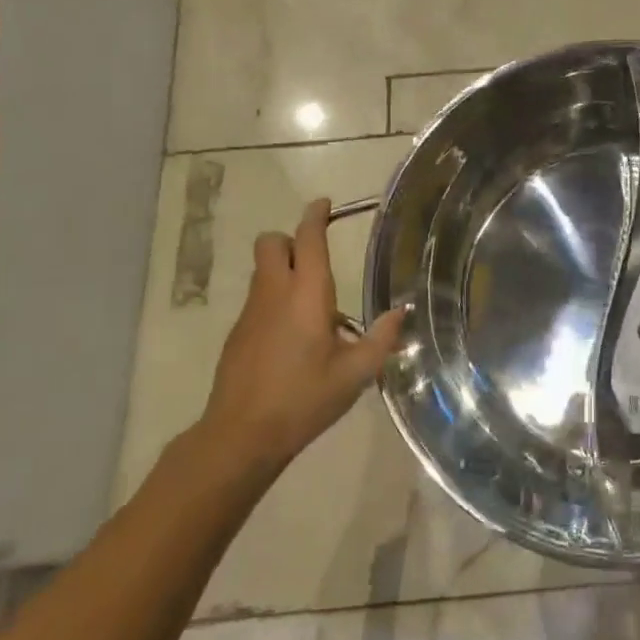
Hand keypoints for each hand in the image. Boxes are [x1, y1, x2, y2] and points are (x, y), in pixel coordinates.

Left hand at [201, 198, 404, 470]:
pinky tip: (293, 337)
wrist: (241, 435)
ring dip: (283, 270)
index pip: (308, 239)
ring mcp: (250, 313)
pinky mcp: (237, 334)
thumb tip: (402, 311)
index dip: (315, 216)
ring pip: (262, 271)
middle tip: (315, 260)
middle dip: (291, 240)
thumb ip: (381, 339)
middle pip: (271, 243)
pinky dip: (274, 300)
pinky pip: (258, 299)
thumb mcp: (355, 374)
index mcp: (307, 294)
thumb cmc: (304, 399)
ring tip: (313, 306)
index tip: (324, 204)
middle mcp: (274, 293)